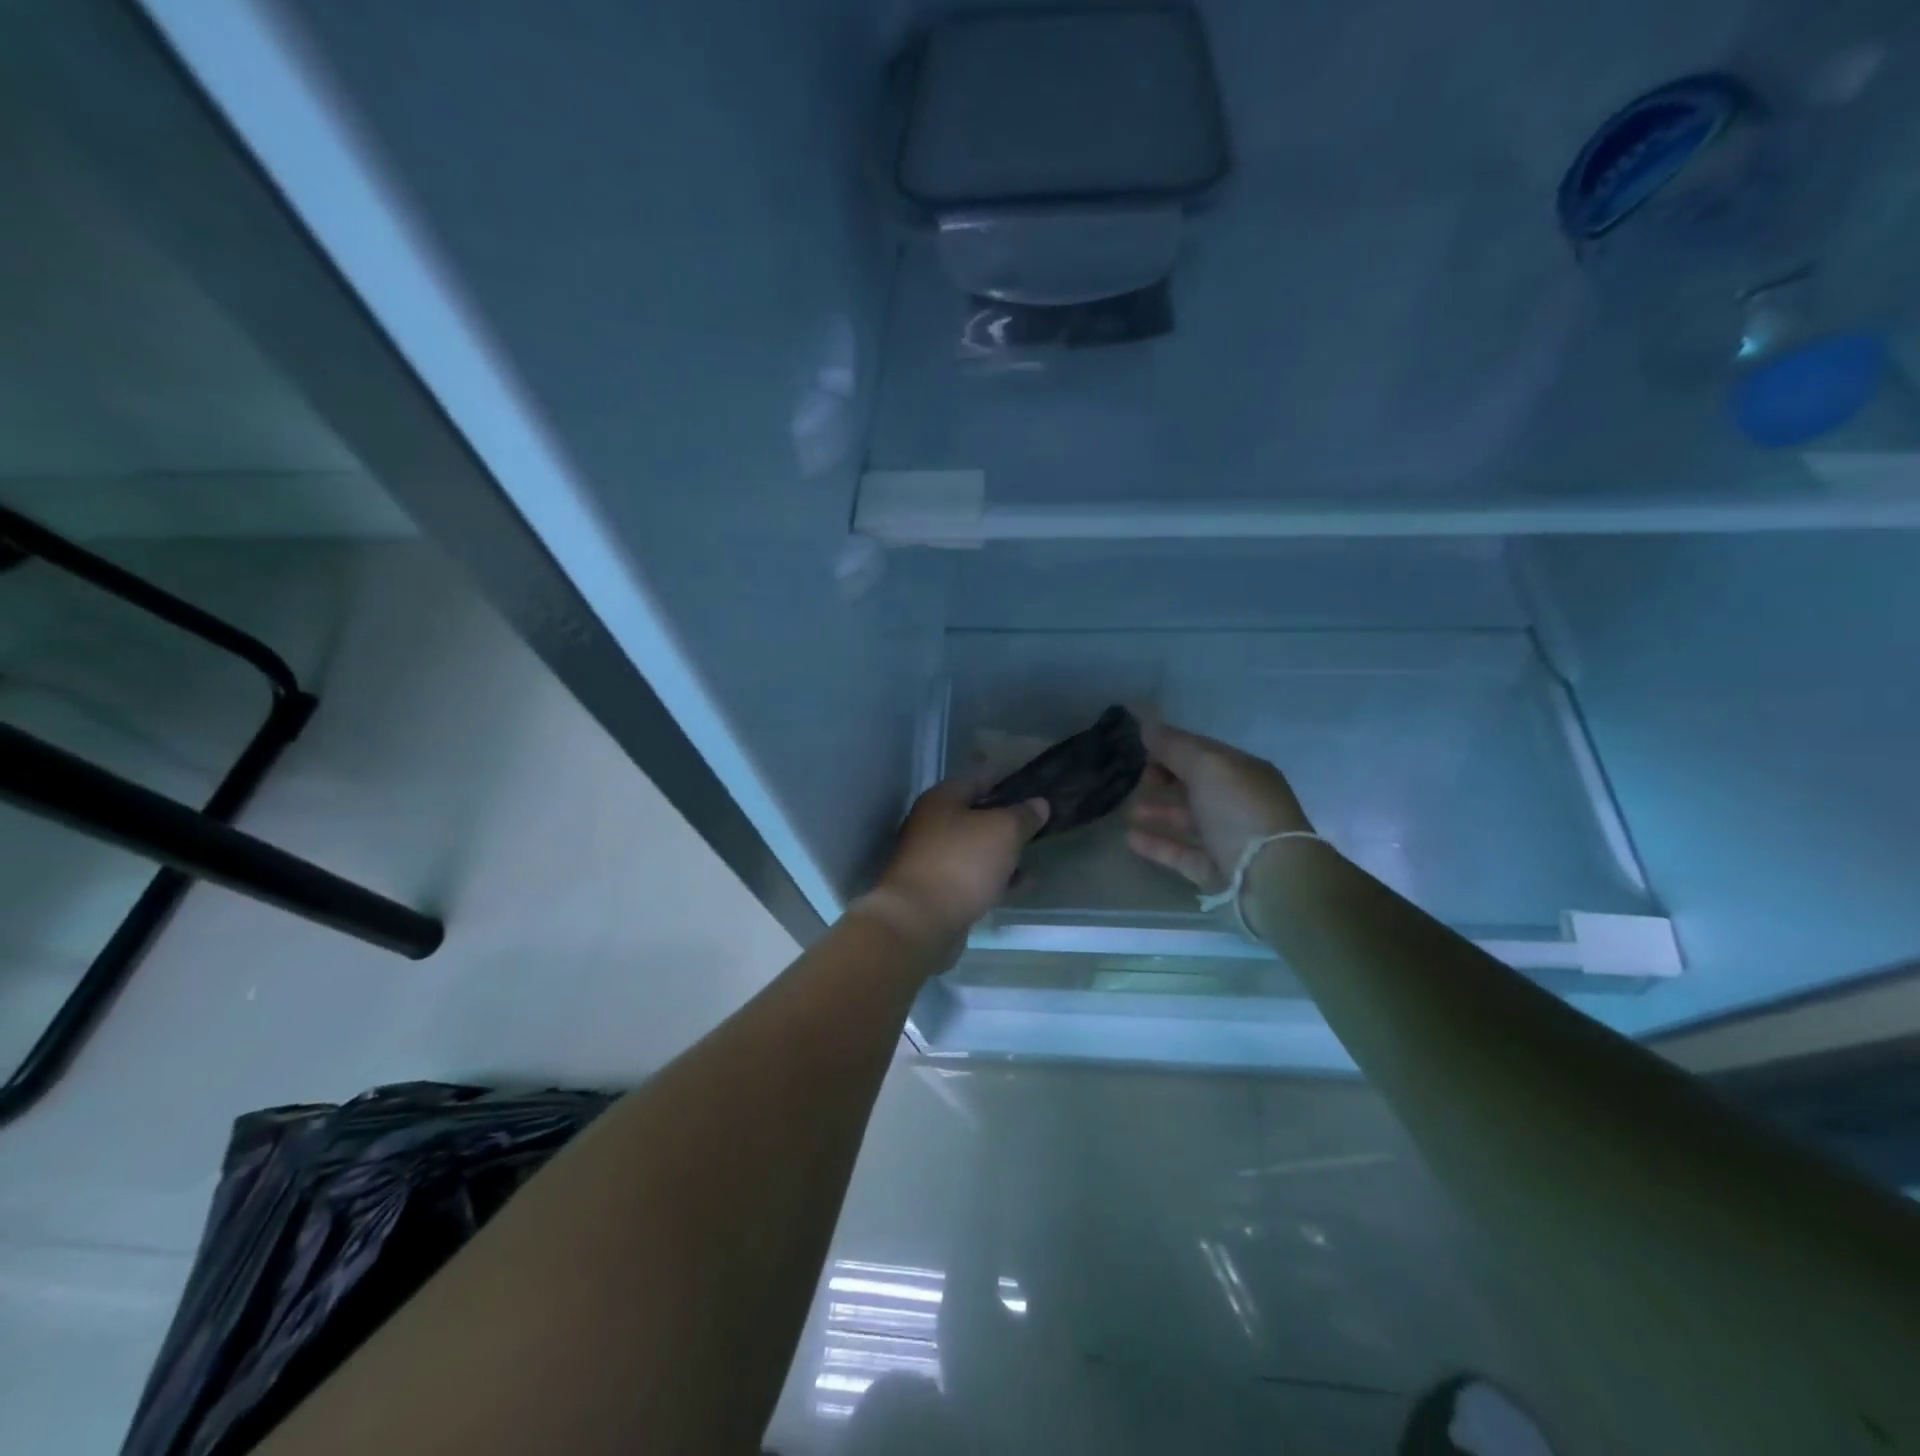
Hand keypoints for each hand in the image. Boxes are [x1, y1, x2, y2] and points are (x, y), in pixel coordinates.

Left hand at [866, 776, 1048, 951]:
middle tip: (1038, 822)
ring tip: (1034, 854)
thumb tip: (1039, 804)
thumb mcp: (1003, 831)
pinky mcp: (938, 890)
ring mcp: (933, 859)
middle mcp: (932, 824)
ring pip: (976, 847)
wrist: (920, 921)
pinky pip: (973, 876)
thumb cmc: (961, 862)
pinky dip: (995, 878)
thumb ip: (1023, 815)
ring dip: (1003, 851)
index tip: (1034, 784)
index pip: (978, 777)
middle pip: (976, 814)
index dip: (1007, 778)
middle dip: (1007, 818)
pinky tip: (1020, 884)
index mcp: (942, 799)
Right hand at [1126, 723, 1312, 892]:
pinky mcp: (1216, 870)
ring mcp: (1228, 838)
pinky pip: (1181, 852)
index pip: (1203, 752)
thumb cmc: (1240, 811)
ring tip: (1129, 810)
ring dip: (1159, 811)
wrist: (1270, 877)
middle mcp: (1238, 803)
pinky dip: (1157, 844)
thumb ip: (1175, 746)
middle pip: (1195, 785)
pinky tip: (1130, 838)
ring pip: (1188, 820)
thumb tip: (1147, 725)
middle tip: (1136, 779)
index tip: (1140, 748)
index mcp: (1243, 772)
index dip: (1172, 747)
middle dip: (1165, 778)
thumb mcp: (1208, 766)